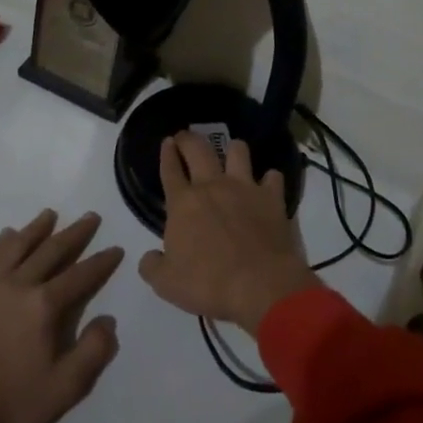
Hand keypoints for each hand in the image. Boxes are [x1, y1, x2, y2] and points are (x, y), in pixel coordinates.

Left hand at [0, 210, 123, 422]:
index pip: (80, 276)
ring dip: (35, 229)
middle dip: (74, 234)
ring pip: (16, 247)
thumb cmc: (11, 405)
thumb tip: (107, 320)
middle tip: (91, 217)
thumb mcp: (65, 389)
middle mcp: (18, 286)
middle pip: (51, 251)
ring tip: (49, 214)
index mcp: (44, 306)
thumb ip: (93, 352)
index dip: (102, 262)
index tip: (116, 248)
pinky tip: (5, 236)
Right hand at [138, 132, 319, 335]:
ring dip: (233, 149)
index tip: (167, 141)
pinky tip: (267, 185)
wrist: (260, 285)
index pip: (170, 169)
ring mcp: (245, 188)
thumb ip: (153, 266)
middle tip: (186, 137)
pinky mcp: (272, 198)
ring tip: (231, 154)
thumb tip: (150, 258)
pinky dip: (269, 179)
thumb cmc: (208, 283)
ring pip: (238, 151)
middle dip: (189, 138)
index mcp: (183, 203)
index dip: (167, 153)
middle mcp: (213, 187)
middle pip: (198, 149)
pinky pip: (272, 177)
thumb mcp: (166, 284)